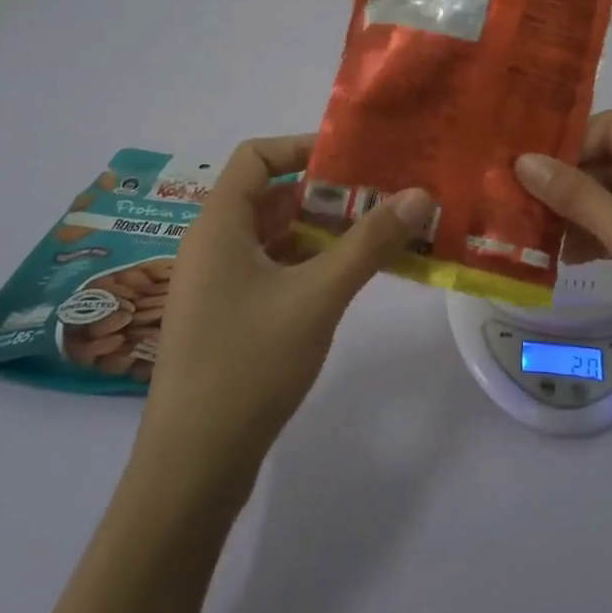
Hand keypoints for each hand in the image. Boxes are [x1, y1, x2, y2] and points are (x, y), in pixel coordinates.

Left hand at [134, 135, 431, 498]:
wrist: (192, 465)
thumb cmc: (249, 365)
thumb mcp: (317, 297)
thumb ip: (369, 243)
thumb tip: (419, 194)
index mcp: (217, 225)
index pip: (255, 157)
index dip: (302, 147)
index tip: (354, 159)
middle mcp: (210, 245)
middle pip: (268, 196)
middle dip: (324, 194)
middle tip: (380, 198)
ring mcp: (216, 285)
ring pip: (271, 237)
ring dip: (319, 232)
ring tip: (375, 235)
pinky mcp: (225, 318)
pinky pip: (268, 271)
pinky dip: (306, 265)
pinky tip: (345, 280)